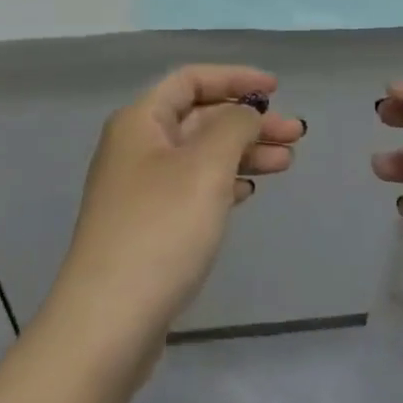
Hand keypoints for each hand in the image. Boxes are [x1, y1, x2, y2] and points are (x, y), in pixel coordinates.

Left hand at [48, 65, 303, 353]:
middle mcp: (136, 146)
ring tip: (287, 162)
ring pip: (200, 154)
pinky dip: (224, 182)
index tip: (276, 89)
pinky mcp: (148, 226)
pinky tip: (249, 191)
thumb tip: (246, 115)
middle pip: (199, 117)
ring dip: (243, 153)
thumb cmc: (160, 229)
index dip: (235, 78)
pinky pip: (193, 187)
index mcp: (140, 121)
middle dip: (248, 121)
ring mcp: (139, 189)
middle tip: (295, 134)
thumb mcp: (206, 167)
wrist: (107, 324)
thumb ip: (234, 127)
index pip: (191, 80)